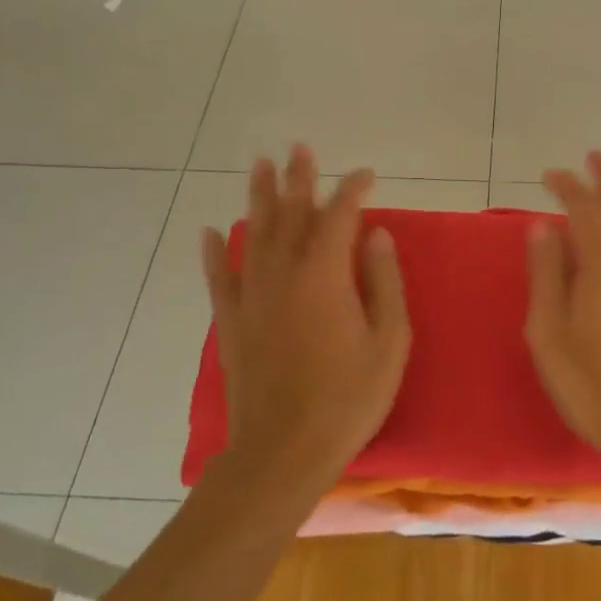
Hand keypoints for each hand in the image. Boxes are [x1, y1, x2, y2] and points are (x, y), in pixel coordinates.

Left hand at [200, 146, 410, 494]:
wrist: (283, 452)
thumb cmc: (348, 398)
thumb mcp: (389, 342)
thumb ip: (384, 282)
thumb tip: (377, 236)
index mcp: (325, 275)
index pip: (340, 215)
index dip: (353, 190)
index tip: (367, 175)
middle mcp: (283, 274)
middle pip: (291, 213)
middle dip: (298, 178)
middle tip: (299, 148)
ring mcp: (252, 296)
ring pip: (254, 234)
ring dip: (259, 198)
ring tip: (260, 166)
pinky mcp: (231, 322)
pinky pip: (220, 277)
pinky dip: (214, 253)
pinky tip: (211, 232)